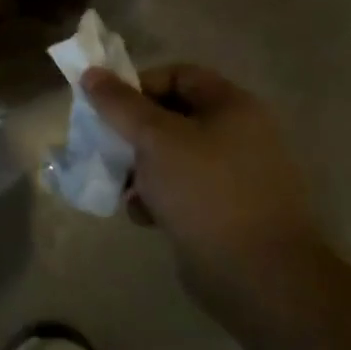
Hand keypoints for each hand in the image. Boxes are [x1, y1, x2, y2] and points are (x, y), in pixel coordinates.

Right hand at [83, 64, 323, 303]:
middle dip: (133, 133)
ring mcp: (235, 175)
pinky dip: (158, 197)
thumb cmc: (206, 192)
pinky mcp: (227, 210)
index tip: (108, 109)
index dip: (139, 85)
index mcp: (232, 107)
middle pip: (172, 116)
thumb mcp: (155, 139)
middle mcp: (239, 134)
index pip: (178, 75)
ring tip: (122, 189)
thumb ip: (120, 105)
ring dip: (141, 169)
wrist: (258, 276)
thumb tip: (91, 73)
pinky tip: (143, 216)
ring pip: (172, 156)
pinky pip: (183, 189)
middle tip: (106, 149)